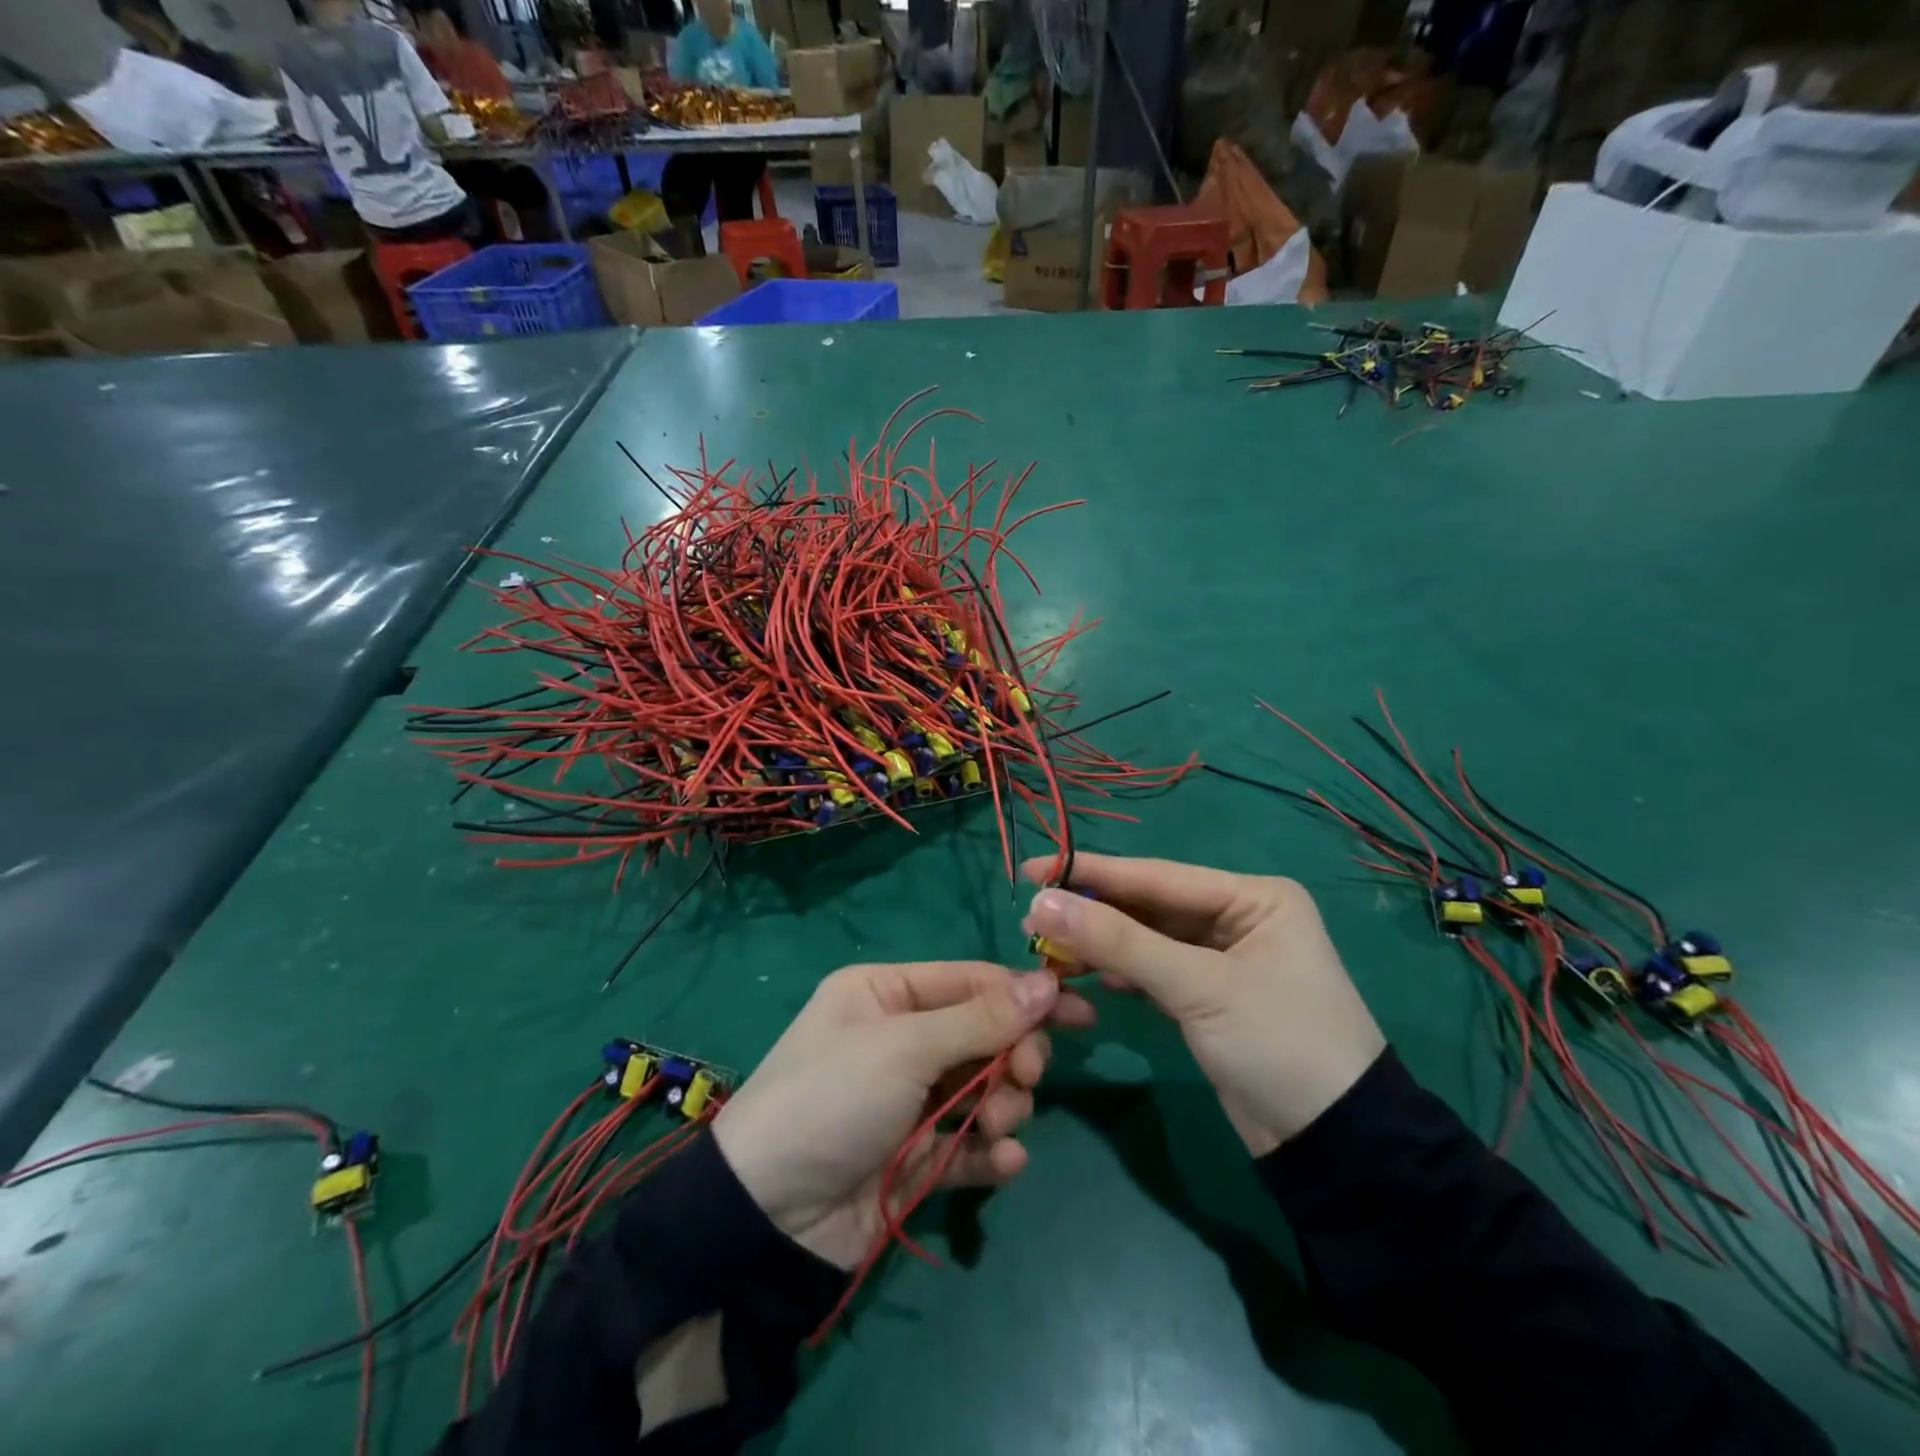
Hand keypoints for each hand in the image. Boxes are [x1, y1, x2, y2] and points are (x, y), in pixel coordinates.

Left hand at [712, 961, 1094, 1269]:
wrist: (766, 1215)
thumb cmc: (833, 1098)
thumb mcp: (904, 1047)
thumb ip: (981, 1019)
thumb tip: (1047, 982)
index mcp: (886, 994)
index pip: (970, 981)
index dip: (1024, 994)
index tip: (1078, 1011)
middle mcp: (900, 1039)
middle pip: (983, 1034)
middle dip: (1013, 1055)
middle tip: (1026, 1076)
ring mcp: (910, 1099)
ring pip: (984, 1089)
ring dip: (1003, 1105)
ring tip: (997, 1125)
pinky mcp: (918, 1155)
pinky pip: (971, 1144)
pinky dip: (992, 1152)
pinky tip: (1005, 1163)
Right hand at [1021, 855, 1383, 1156]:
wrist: (1336, 1150)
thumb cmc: (1279, 1045)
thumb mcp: (1197, 988)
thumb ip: (1118, 942)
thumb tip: (1041, 902)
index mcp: (1254, 897)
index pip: (1157, 877)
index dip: (1091, 873)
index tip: (1032, 868)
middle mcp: (1240, 917)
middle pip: (1149, 906)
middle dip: (1093, 913)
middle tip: (1031, 915)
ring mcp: (1224, 958)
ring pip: (1148, 940)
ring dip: (1101, 944)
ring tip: (1047, 949)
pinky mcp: (1210, 996)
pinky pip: (1155, 970)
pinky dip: (1122, 972)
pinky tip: (1087, 975)